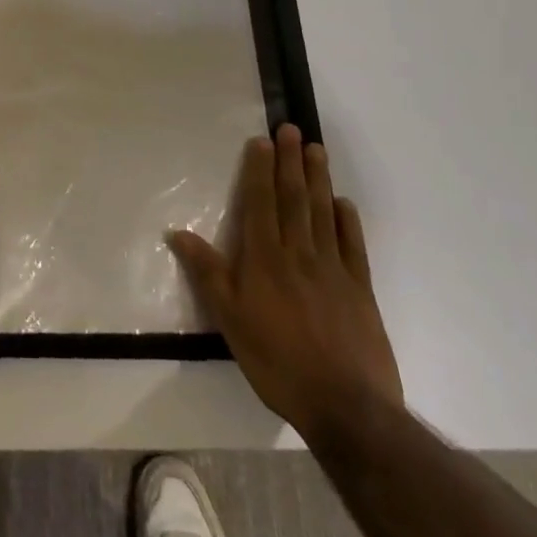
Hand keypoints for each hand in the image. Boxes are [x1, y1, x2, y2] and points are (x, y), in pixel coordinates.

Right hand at [168, 124, 402, 438]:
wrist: (346, 407)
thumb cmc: (277, 361)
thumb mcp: (229, 320)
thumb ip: (207, 273)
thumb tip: (176, 233)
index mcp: (265, 258)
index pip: (261, 203)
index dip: (260, 170)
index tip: (262, 141)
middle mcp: (299, 253)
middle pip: (294, 199)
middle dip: (290, 162)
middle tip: (292, 129)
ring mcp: (334, 270)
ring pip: (323, 214)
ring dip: (319, 179)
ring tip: (316, 150)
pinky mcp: (360, 291)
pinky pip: (353, 246)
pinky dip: (348, 221)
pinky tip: (344, 204)